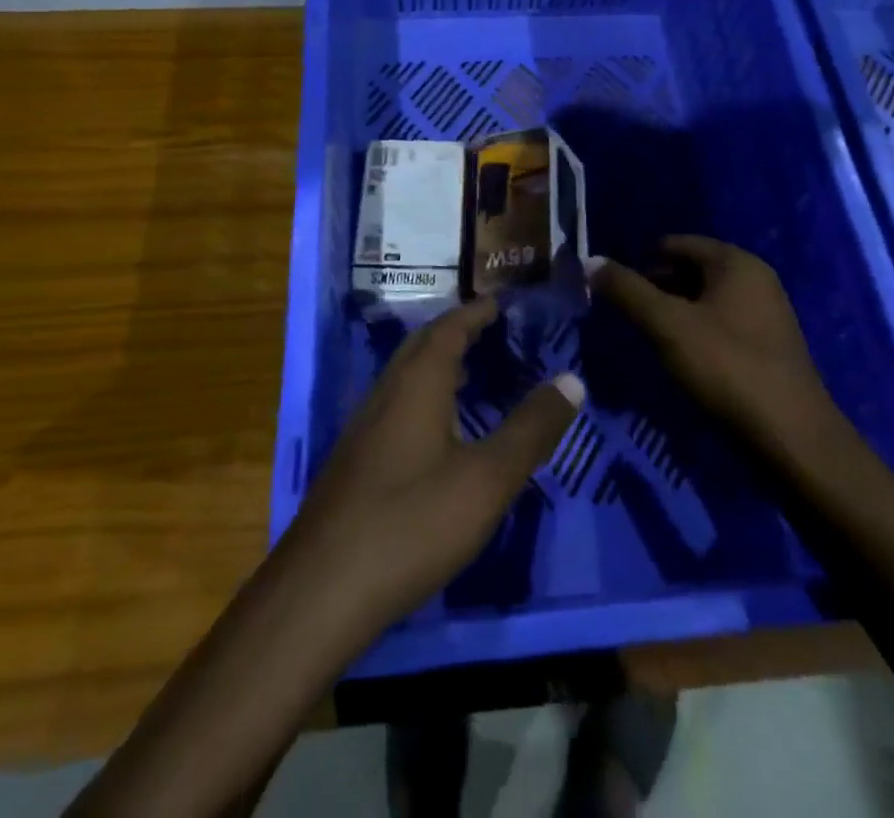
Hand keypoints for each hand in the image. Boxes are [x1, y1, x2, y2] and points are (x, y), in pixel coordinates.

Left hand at [281, 298, 583, 639]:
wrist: (320, 591)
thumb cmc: (412, 523)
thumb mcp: (487, 479)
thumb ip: (531, 429)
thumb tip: (573, 379)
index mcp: (417, 383)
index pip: (449, 328)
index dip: (477, 312)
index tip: (503, 302)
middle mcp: (387, 392)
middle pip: (423, 345)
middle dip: (457, 332)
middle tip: (493, 331)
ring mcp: (365, 427)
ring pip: (406, 377)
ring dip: (439, 364)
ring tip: (474, 373)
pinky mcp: (355, 460)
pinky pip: (397, 405)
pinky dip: (425, 396)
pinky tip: (440, 431)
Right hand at [588, 236, 841, 463]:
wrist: (792, 438)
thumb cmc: (727, 368)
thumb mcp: (667, 326)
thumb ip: (627, 291)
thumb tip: (590, 261)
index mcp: (736, 262)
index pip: (676, 243)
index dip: (642, 262)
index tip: (616, 290)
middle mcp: (756, 278)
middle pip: (692, 269)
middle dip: (657, 287)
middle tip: (628, 315)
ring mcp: (767, 312)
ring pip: (706, 299)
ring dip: (676, 312)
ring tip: (649, 337)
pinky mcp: (769, 345)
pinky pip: (722, 323)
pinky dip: (697, 331)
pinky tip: (682, 358)